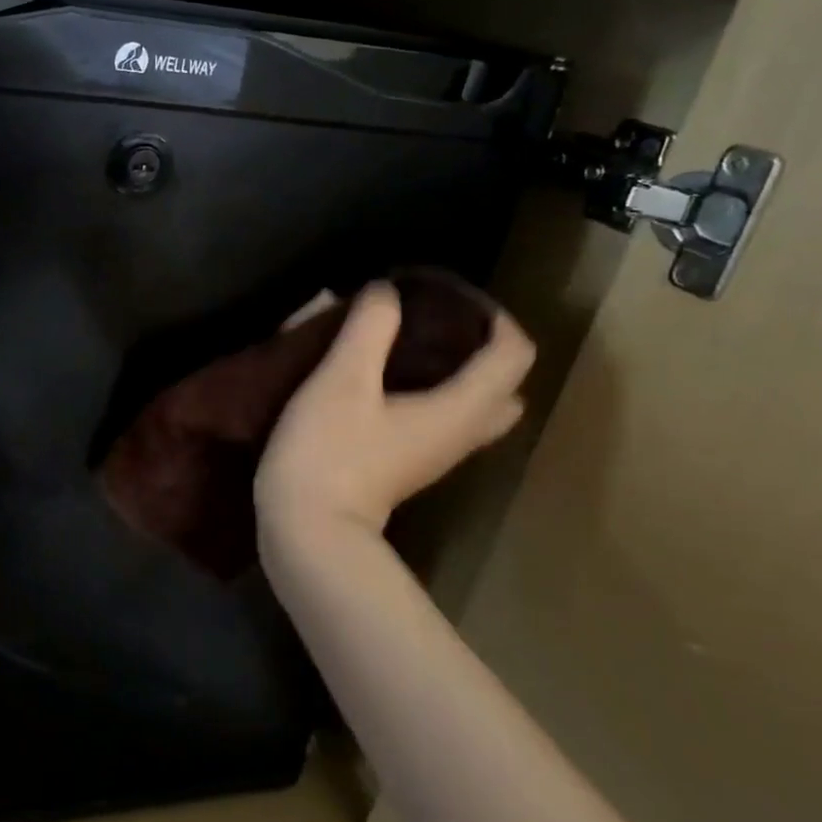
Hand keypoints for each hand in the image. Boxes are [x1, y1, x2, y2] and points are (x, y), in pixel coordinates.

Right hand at [255, 281, 533, 539]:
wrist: (308, 531)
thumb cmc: (329, 451)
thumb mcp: (342, 379)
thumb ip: (369, 328)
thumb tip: (386, 290)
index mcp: (460, 409)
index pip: (513, 353)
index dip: (492, 315)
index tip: (446, 293)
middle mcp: (462, 432)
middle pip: (503, 385)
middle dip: (480, 346)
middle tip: (434, 321)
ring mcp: (437, 454)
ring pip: (472, 405)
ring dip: (454, 370)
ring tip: (407, 342)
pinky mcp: (409, 464)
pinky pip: (441, 418)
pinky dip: (430, 391)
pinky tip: (383, 377)